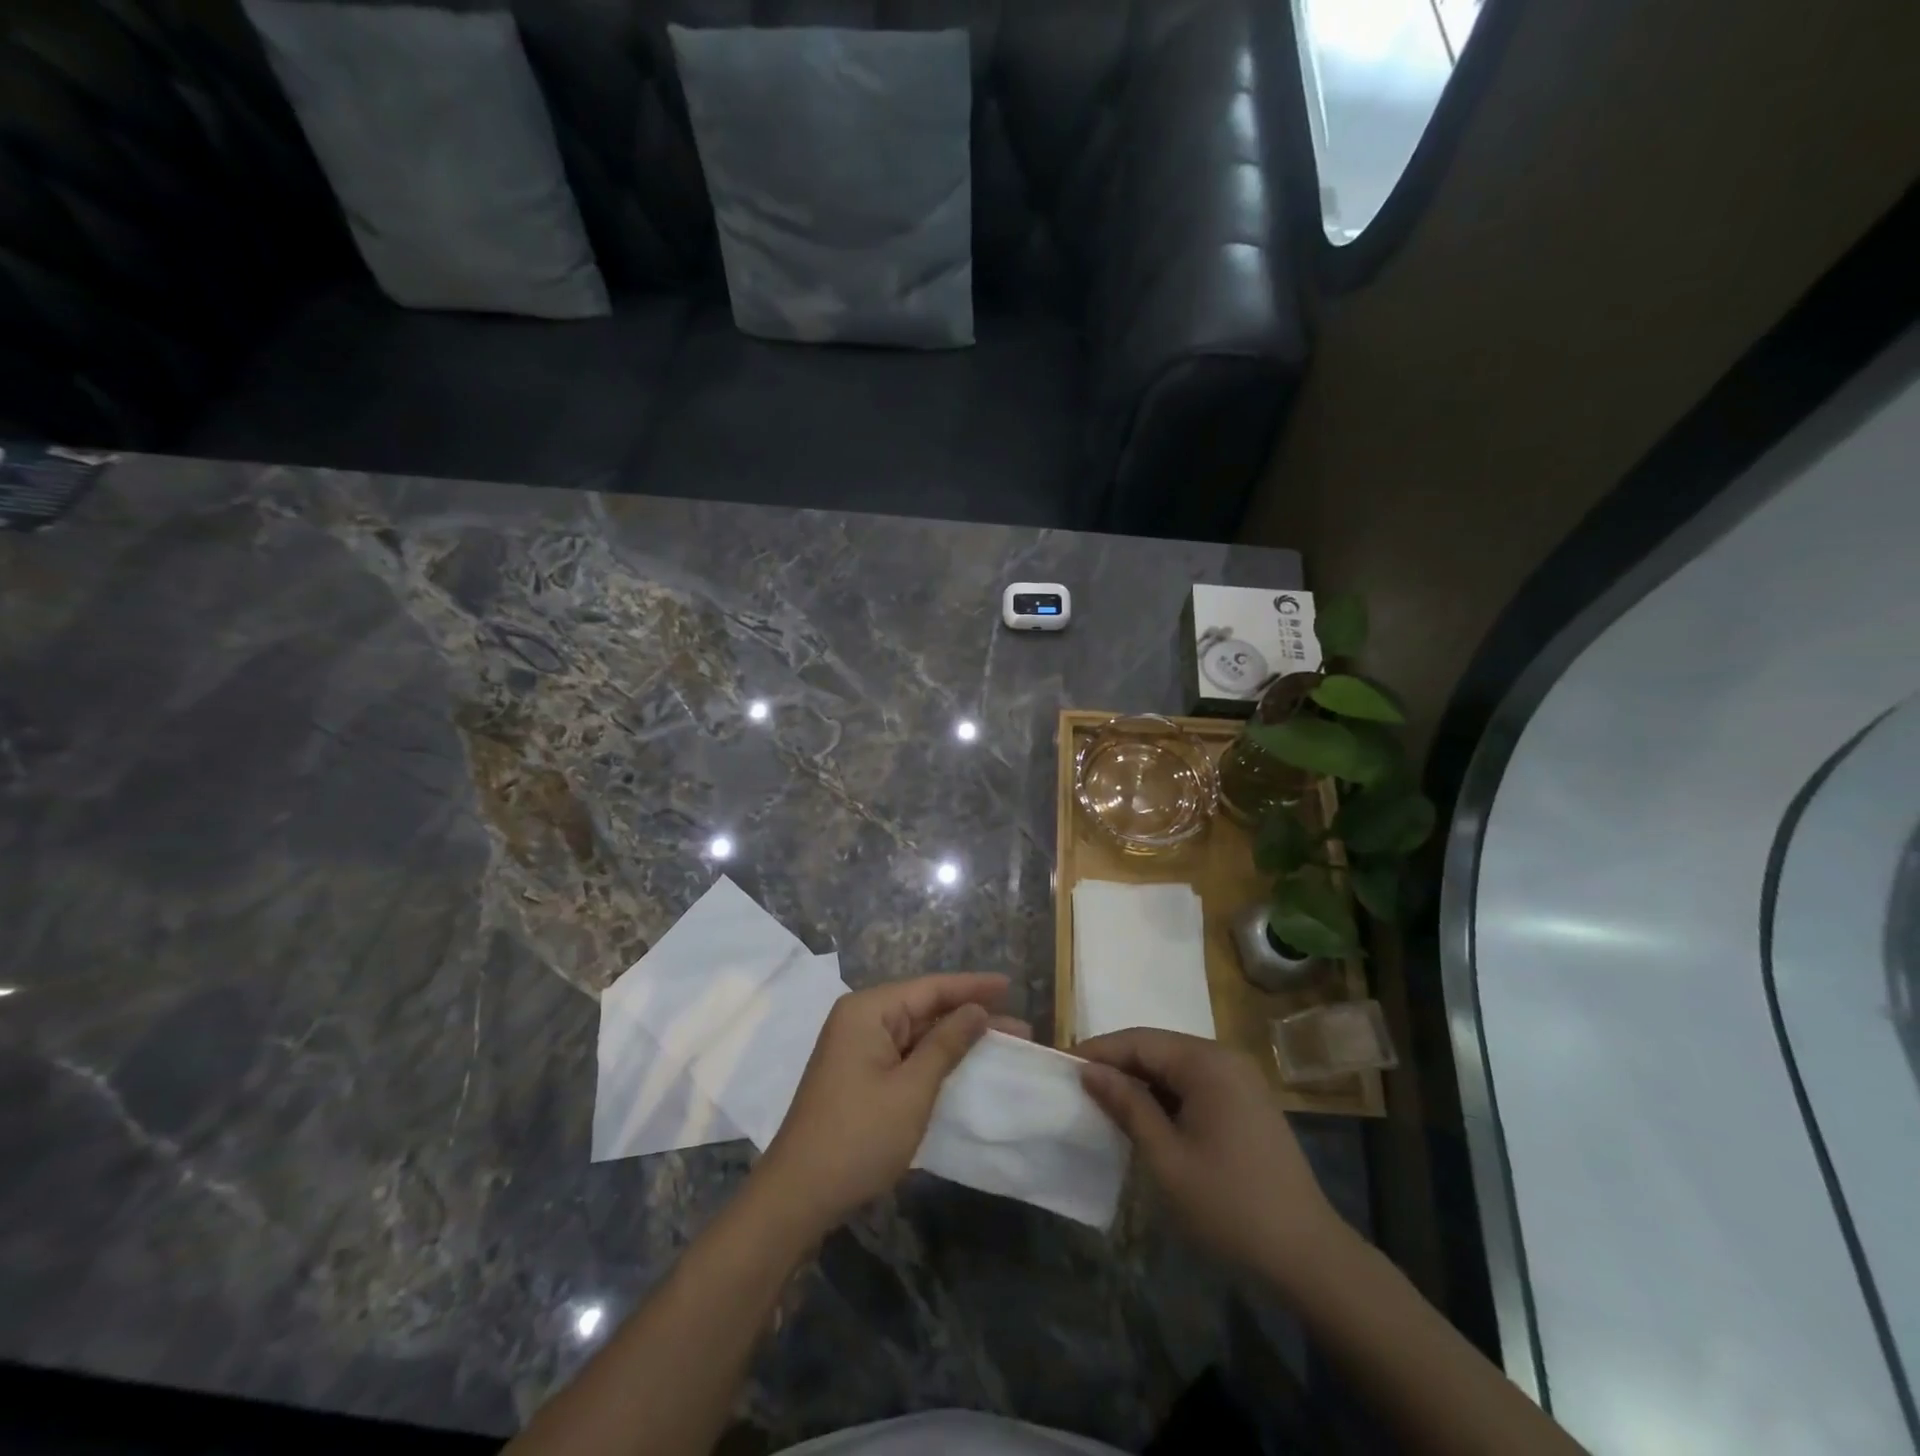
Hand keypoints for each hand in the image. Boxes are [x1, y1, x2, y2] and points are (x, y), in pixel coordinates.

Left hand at [755, 973, 1026, 1237]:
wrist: (798, 1195)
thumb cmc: (859, 1136)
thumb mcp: (912, 1089)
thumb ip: (946, 1044)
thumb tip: (976, 1010)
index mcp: (868, 1010)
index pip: (930, 988)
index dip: (973, 986)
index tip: (1010, 985)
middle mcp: (860, 1020)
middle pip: (923, 1007)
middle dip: (970, 1015)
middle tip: (1018, 1025)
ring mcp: (856, 1048)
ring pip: (915, 1032)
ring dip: (955, 1038)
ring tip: (1000, 1041)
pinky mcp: (858, 1075)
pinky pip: (903, 1054)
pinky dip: (934, 1058)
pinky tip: (962, 1064)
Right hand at [1077, 1028, 1349, 1283]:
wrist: (1308, 1256)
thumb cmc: (1229, 1206)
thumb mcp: (1166, 1158)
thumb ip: (1127, 1106)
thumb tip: (1090, 1071)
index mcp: (1207, 1063)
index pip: (1139, 1041)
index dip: (1098, 1051)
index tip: (1061, 1064)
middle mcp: (1225, 1058)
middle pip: (1158, 1048)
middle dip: (1118, 1065)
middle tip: (1078, 1085)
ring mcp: (1240, 1080)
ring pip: (1175, 1067)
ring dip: (1141, 1081)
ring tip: (1104, 1101)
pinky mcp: (1247, 1102)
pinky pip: (1195, 1084)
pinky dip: (1166, 1096)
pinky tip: (1145, 1118)